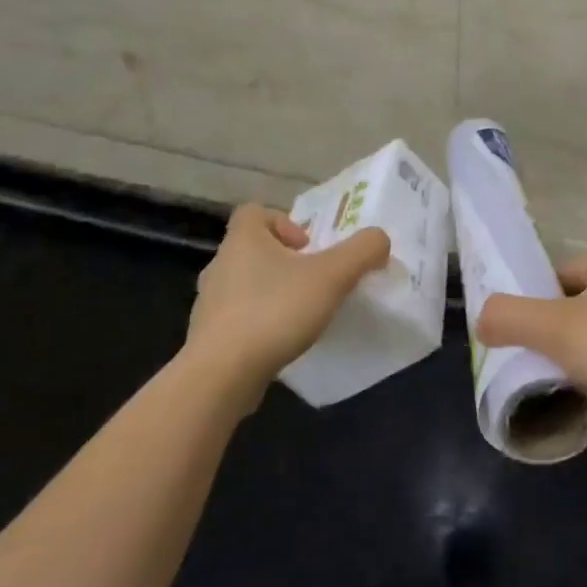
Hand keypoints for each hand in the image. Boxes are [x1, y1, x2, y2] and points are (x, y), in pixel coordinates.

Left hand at [181, 204, 389, 412]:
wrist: (221, 375)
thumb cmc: (275, 311)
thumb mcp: (333, 275)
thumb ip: (362, 251)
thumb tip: (379, 240)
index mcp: (242, 239)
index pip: (254, 211)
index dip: (284, 222)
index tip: (308, 248)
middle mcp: (220, 264)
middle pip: (252, 249)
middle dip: (284, 262)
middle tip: (313, 282)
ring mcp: (209, 303)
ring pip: (244, 285)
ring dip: (272, 293)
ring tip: (300, 315)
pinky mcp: (208, 337)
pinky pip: (237, 319)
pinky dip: (259, 324)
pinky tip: (280, 343)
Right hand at [476, 249, 586, 444]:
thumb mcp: (556, 330)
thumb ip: (509, 317)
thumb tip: (482, 318)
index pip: (559, 275)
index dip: (535, 304)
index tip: (523, 339)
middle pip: (578, 302)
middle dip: (556, 331)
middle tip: (539, 362)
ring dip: (581, 352)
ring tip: (566, 380)